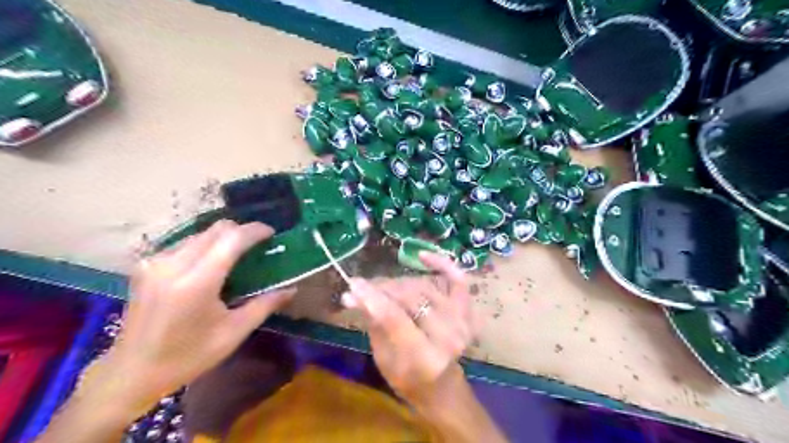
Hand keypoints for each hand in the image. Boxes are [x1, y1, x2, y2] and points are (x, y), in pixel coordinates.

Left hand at [95, 221, 294, 419]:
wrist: (131, 372)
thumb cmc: (188, 356)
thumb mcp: (233, 333)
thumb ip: (264, 305)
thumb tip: (292, 289)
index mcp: (196, 283)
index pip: (231, 239)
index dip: (254, 231)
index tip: (271, 233)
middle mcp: (173, 265)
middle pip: (215, 230)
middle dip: (241, 231)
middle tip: (257, 245)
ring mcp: (155, 263)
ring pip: (200, 233)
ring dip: (223, 238)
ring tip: (237, 254)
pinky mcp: (146, 265)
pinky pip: (185, 243)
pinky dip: (205, 245)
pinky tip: (212, 263)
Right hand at [344, 251, 472, 406]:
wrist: (441, 385)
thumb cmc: (406, 377)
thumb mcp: (383, 357)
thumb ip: (373, 322)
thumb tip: (352, 294)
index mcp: (425, 358)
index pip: (395, 318)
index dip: (372, 297)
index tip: (353, 284)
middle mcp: (449, 337)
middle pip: (411, 298)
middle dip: (383, 289)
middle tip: (363, 287)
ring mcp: (463, 322)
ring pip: (425, 287)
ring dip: (400, 283)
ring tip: (381, 286)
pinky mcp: (468, 311)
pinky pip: (458, 280)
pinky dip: (442, 264)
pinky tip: (423, 256)